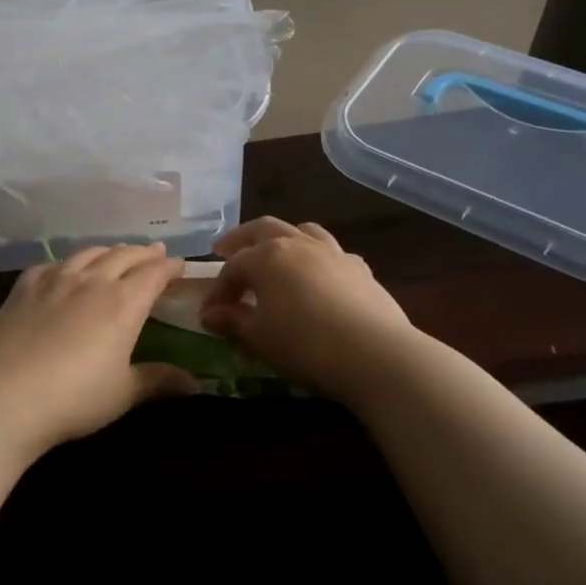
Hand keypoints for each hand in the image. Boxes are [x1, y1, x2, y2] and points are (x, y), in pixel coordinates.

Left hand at [0, 243, 197, 455]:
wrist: (3, 397)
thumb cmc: (73, 398)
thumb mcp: (123, 393)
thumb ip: (159, 381)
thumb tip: (197, 384)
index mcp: (123, 303)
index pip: (153, 273)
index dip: (169, 266)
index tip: (179, 264)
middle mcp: (92, 281)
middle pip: (123, 256)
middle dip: (143, 253)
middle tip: (155, 253)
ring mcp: (55, 280)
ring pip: (88, 253)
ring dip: (109, 251)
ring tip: (116, 254)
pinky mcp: (24, 288)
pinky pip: (52, 264)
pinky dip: (69, 263)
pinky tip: (65, 269)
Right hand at [199, 218, 423, 397]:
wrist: (376, 355)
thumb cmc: (305, 344)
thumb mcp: (259, 338)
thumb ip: (232, 322)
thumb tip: (210, 315)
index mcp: (267, 256)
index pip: (233, 268)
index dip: (218, 290)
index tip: (209, 316)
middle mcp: (298, 244)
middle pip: (263, 229)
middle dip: (241, 240)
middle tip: (224, 249)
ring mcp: (333, 253)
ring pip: (303, 231)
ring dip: (282, 239)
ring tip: (274, 252)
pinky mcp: (360, 269)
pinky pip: (332, 253)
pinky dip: (317, 258)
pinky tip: (318, 277)